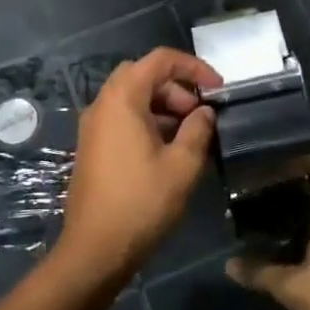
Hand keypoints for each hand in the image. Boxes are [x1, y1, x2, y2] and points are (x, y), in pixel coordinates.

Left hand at [56, 48, 220, 285]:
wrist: (95, 249)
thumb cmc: (141, 202)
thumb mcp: (182, 165)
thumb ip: (198, 130)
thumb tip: (205, 112)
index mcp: (122, 98)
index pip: (160, 60)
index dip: (193, 67)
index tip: (217, 88)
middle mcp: (102, 104)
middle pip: (143, 75)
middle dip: (176, 87)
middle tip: (199, 114)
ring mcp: (93, 126)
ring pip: (132, 97)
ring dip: (163, 106)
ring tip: (189, 135)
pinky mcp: (92, 146)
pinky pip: (122, 118)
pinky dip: (147, 121)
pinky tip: (167, 150)